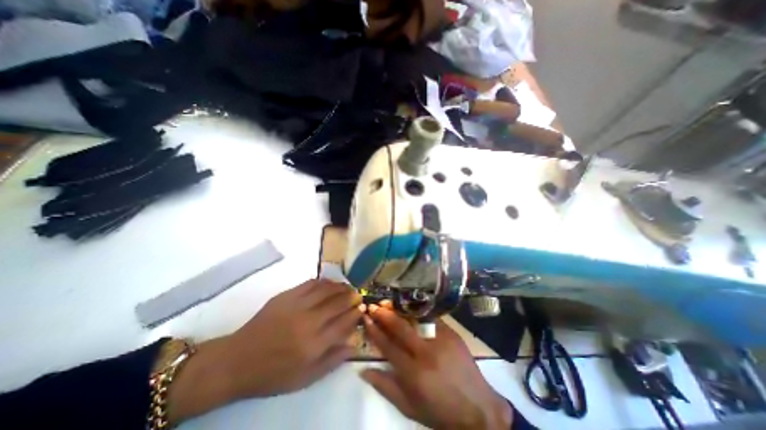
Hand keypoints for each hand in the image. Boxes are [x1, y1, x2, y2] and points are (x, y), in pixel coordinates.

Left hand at [168, 279, 363, 423]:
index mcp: (315, 344)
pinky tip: (329, 283)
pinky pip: (311, 283)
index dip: (356, 313)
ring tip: (348, 287)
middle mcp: (309, 321)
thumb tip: (353, 343)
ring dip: (341, 287)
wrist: (238, 360)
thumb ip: (332, 360)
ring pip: (327, 289)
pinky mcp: (286, 295)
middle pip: (338, 302)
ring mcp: (297, 305)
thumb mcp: (305, 378)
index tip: (362, 309)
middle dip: (352, 297)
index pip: (344, 322)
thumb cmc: (274, 373)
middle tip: (358, 295)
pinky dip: (324, 282)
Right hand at [361, 304, 513, 427]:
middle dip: (384, 314)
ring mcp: (440, 340)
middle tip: (374, 305)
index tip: (366, 318)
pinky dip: (418, 312)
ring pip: (415, 318)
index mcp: (413, 372)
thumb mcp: (409, 407)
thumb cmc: (440, 411)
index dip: (374, 331)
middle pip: (400, 327)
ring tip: (389, 303)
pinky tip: (410, 307)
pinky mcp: (451, 333)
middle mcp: (425, 352)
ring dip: (400, 309)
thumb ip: (385, 387)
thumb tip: (363, 370)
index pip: (387, 345)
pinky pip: (431, 318)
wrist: (477, 408)